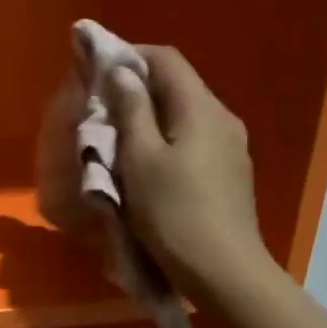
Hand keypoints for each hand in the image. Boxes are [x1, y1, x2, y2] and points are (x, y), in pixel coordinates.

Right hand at [104, 46, 273, 298]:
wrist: (224, 272)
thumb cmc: (174, 213)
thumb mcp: (140, 160)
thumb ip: (131, 111)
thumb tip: (122, 72)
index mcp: (201, 109)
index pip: (166, 59)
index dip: (130, 55)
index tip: (96, 69)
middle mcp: (222, 118)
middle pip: (177, 85)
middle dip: (136, 87)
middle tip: (99, 105)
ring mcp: (230, 147)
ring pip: (184, 114)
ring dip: (149, 115)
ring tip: (116, 136)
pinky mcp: (229, 173)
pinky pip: (192, 139)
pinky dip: (165, 138)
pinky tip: (145, 163)